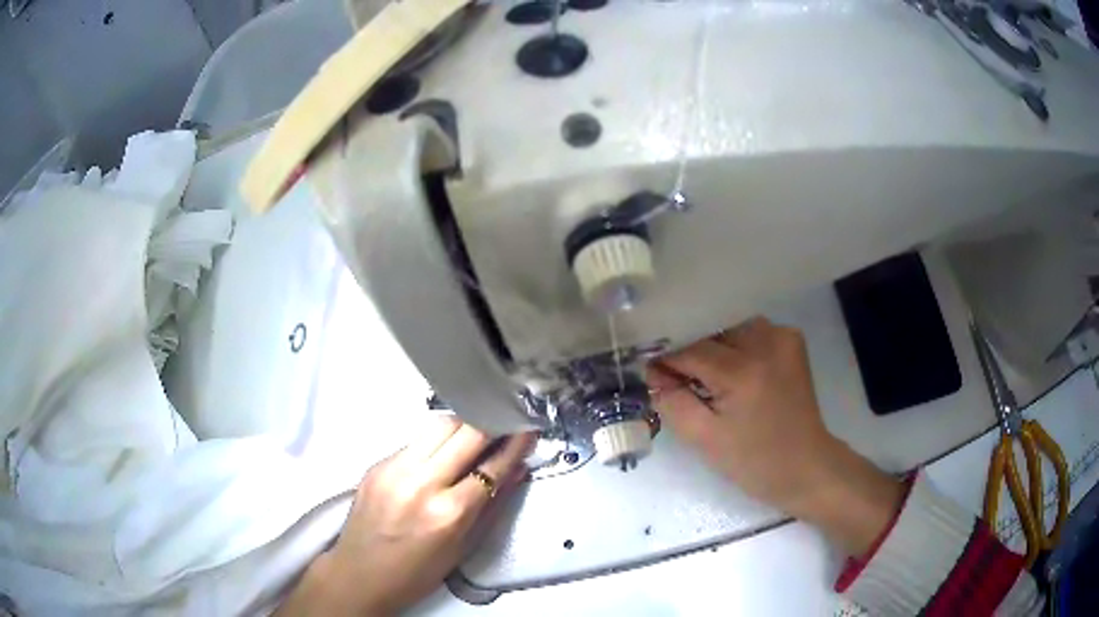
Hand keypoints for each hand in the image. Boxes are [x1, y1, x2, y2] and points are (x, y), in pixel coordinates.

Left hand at [278, 417, 535, 615]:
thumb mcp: (463, 547)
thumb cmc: (417, 572)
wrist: (359, 574)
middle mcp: (421, 483)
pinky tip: (441, 454)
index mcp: (448, 513)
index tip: (529, 429)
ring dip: (463, 426)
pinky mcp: (376, 464)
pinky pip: (414, 440)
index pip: (491, 467)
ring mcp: (394, 469)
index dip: (515, 445)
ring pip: (438, 426)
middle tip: (505, 423)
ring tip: (476, 434)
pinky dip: (435, 441)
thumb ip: (492, 506)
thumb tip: (515, 471)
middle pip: (465, 432)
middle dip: (491, 423)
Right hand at [648, 317, 903, 556]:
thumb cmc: (754, 462)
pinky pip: (750, 331)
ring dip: (712, 345)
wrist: (807, 466)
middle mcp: (766, 342)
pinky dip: (734, 345)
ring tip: (703, 374)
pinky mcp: (791, 340)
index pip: (689, 348)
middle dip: (688, 348)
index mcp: (743, 372)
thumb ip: (672, 400)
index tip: (648, 371)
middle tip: (673, 374)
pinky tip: (731, 369)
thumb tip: (652, 371)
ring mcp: (783, 337)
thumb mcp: (704, 439)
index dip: (665, 359)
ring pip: (729, 326)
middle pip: (711, 330)